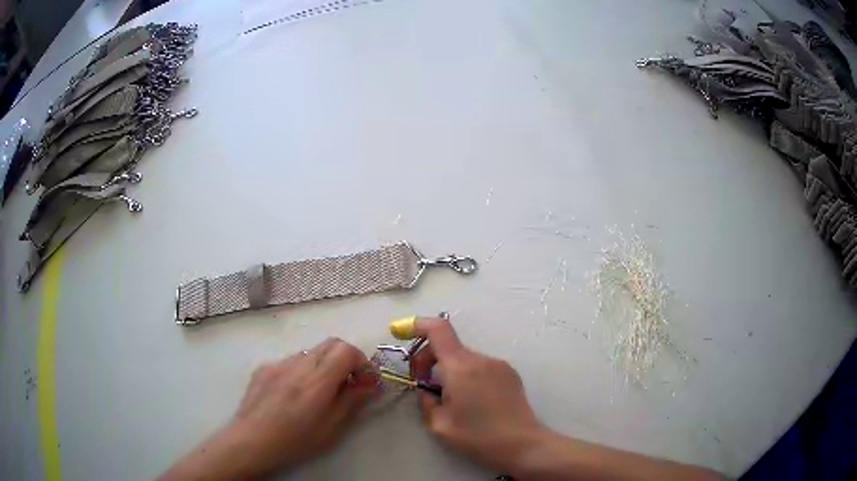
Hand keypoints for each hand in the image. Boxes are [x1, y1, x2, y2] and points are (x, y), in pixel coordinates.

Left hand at [231, 337, 376, 469]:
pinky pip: (290, 361)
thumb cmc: (295, 441)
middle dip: (345, 358)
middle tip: (348, 382)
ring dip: (323, 364)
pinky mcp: (264, 367)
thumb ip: (351, 401)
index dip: (361, 361)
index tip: (364, 380)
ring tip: (318, 391)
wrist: (251, 440)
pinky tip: (293, 393)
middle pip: (331, 343)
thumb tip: (369, 384)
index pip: (346, 350)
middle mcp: (298, 364)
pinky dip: (301, 370)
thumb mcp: (330, 428)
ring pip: (310, 352)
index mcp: (317, 381)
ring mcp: (278, 363)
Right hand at [411, 318, 545, 473]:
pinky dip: (467, 376)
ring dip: (450, 371)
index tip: (400, 333)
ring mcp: (499, 365)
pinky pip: (480, 367)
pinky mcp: (510, 374)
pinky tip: (472, 402)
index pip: (438, 330)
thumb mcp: (440, 425)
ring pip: (464, 359)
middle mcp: (482, 359)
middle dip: (429, 359)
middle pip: (449, 346)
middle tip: (424, 387)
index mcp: (461, 367)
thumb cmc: (478, 438)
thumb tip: (426, 390)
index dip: (417, 326)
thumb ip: (426, 402)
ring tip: (451, 400)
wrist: (523, 445)